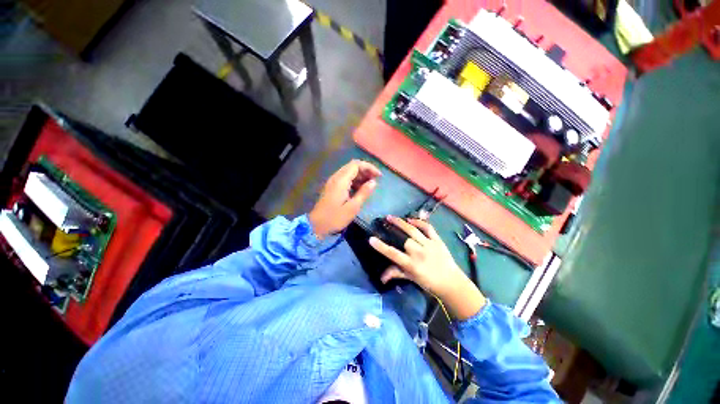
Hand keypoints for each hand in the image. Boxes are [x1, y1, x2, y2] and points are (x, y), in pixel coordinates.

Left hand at [308, 160, 380, 238]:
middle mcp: (336, 177)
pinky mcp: (331, 187)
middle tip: (375, 180)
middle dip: (365, 170)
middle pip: (352, 166)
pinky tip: (359, 189)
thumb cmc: (335, 217)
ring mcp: (332, 182)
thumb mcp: (353, 207)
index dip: (369, 167)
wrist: (316, 225)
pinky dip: (354, 180)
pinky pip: (344, 178)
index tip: (379, 176)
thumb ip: (363, 193)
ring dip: (360, 175)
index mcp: (341, 181)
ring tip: (370, 185)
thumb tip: (373, 182)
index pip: (356, 165)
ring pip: (348, 172)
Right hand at [369, 216, 485, 319]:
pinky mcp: (438, 240)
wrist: (451, 283)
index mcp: (411, 264)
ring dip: (401, 222)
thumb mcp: (411, 278)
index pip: (393, 254)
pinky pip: (428, 228)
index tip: (371, 239)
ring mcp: (429, 245)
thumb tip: (381, 277)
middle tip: (384, 221)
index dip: (381, 246)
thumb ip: (396, 273)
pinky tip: (411, 219)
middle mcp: (419, 253)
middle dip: (392, 228)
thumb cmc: (428, 282)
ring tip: (392, 217)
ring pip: (413, 230)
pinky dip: (419, 222)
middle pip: (404, 239)